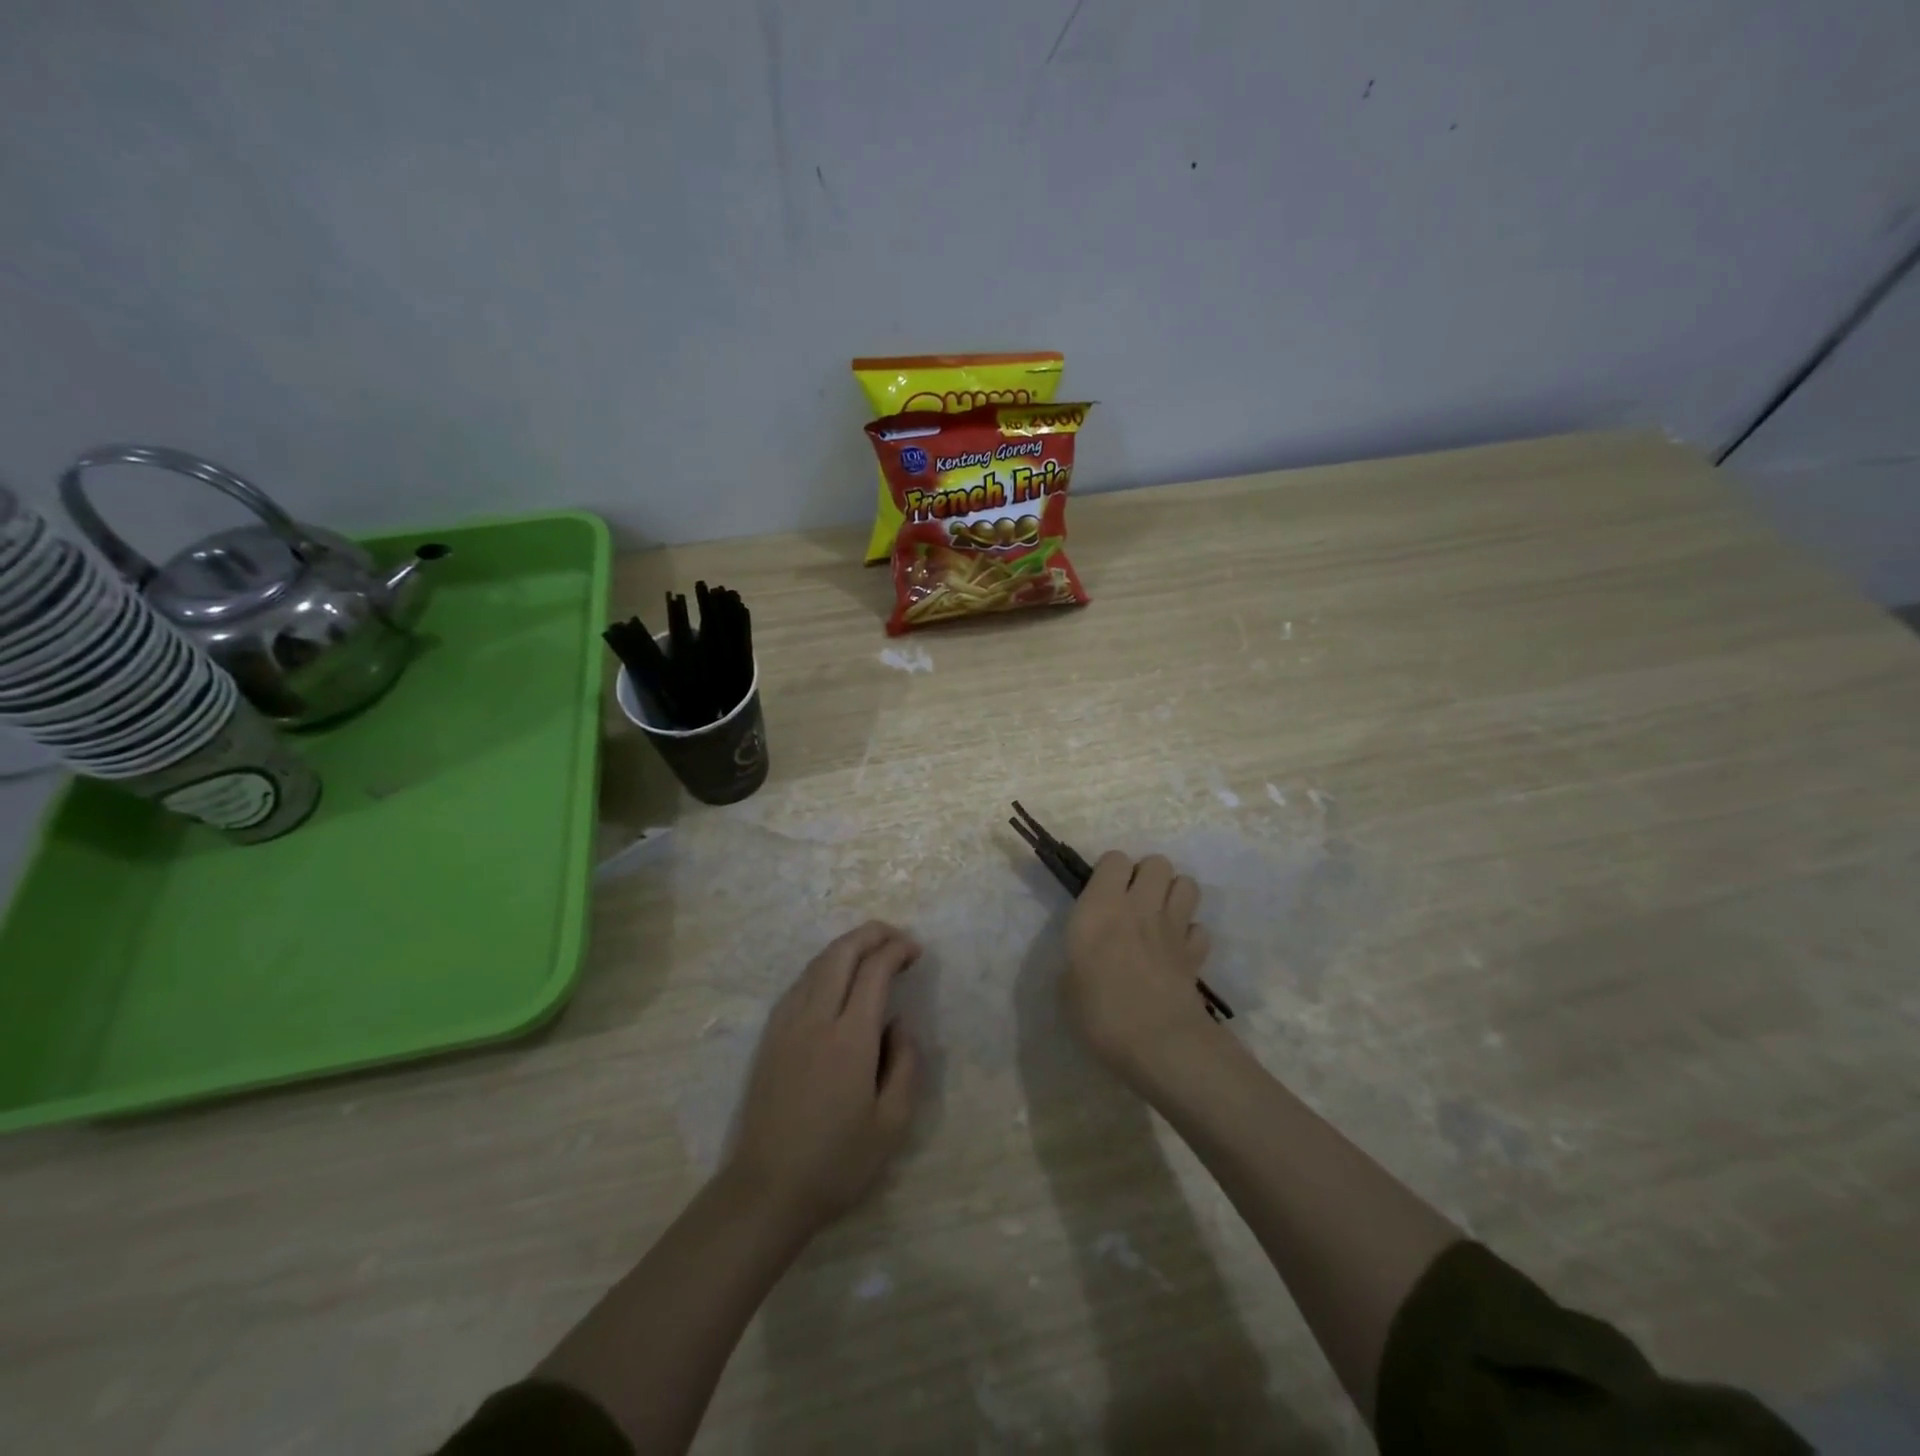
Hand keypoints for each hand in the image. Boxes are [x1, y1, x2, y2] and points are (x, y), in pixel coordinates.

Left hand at [727, 921, 920, 1235]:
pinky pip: (800, 983)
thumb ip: (906, 1065)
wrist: (766, 1191)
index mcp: (850, 1039)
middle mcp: (815, 1019)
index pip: (874, 971)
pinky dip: (823, 966)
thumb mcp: (892, 1125)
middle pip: (841, 953)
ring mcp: (787, 1025)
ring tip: (872, 950)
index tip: (916, 951)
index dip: (896, 951)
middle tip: (897, 937)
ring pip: (817, 964)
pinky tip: (835, 978)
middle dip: (871, 934)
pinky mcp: (770, 1036)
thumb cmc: (837, 1163)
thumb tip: (899, 1024)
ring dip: (846, 946)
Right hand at [1065, 852, 1216, 1076]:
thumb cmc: (1100, 1012)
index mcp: (1101, 907)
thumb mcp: (1067, 984)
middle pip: (1157, 862)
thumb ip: (1079, 958)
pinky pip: (1200, 928)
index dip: (1110, 872)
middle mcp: (1139, 907)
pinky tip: (1176, 952)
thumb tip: (1087, 958)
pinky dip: (1190, 935)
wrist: (1158, 1043)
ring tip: (1158, 917)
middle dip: (1147, 875)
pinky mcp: (1196, 953)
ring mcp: (1173, 928)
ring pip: (1186, 884)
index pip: (1114, 859)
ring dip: (1173, 894)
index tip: (1101, 894)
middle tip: (1133, 901)